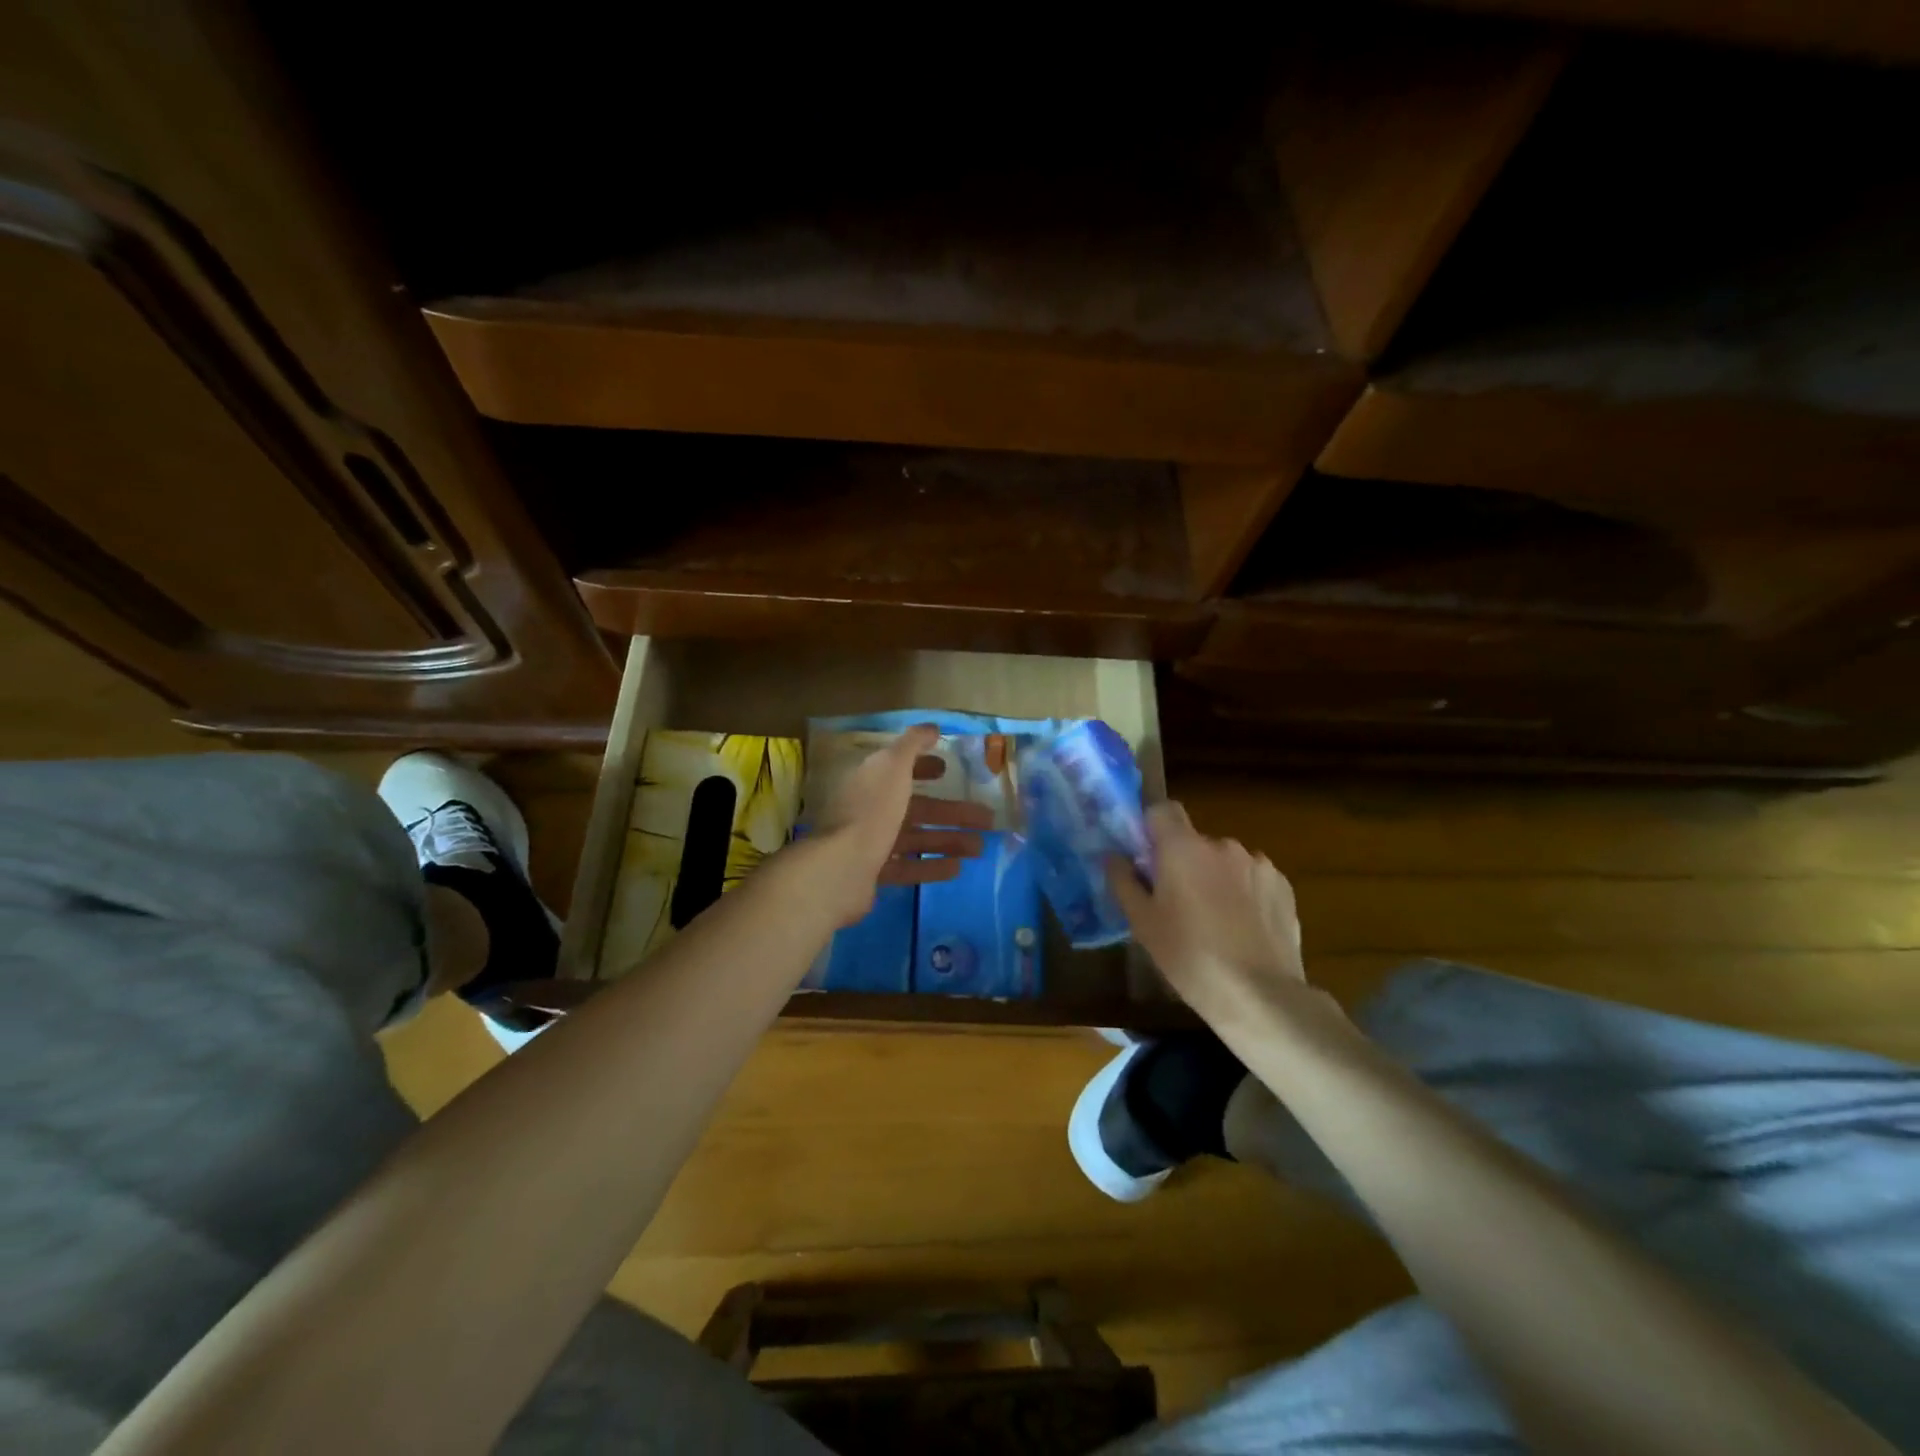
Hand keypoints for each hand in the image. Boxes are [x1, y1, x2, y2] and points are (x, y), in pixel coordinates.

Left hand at [806, 724, 991, 926]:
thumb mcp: (892, 765)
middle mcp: (869, 809)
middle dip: (952, 811)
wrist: (842, 868)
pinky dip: (932, 866)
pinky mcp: (873, 874)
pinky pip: (908, 866)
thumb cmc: (872, 810)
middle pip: (917, 808)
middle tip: (987, 818)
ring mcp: (869, 843)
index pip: (900, 770)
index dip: (925, 768)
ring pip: (916, 838)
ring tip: (980, 848)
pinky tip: (958, 868)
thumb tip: (931, 727)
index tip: (949, 771)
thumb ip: (912, 744)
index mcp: (871, 781)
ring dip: (949, 840)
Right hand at [1107, 802, 1308, 1018]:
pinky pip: (1253, 879)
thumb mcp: (1142, 923)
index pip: (1162, 810)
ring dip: (1216, 879)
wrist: (1259, 995)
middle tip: (1177, 904)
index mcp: (1183, 847)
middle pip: (1194, 842)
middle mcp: (1222, 844)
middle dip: (1184, 863)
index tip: (1146, 858)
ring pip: (1225, 862)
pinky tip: (1243, 929)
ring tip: (1215, 922)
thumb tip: (1114, 856)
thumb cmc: (1189, 956)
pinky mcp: (1284, 886)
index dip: (1151, 828)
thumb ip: (1124, 881)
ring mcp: (1258, 864)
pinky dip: (1245, 894)